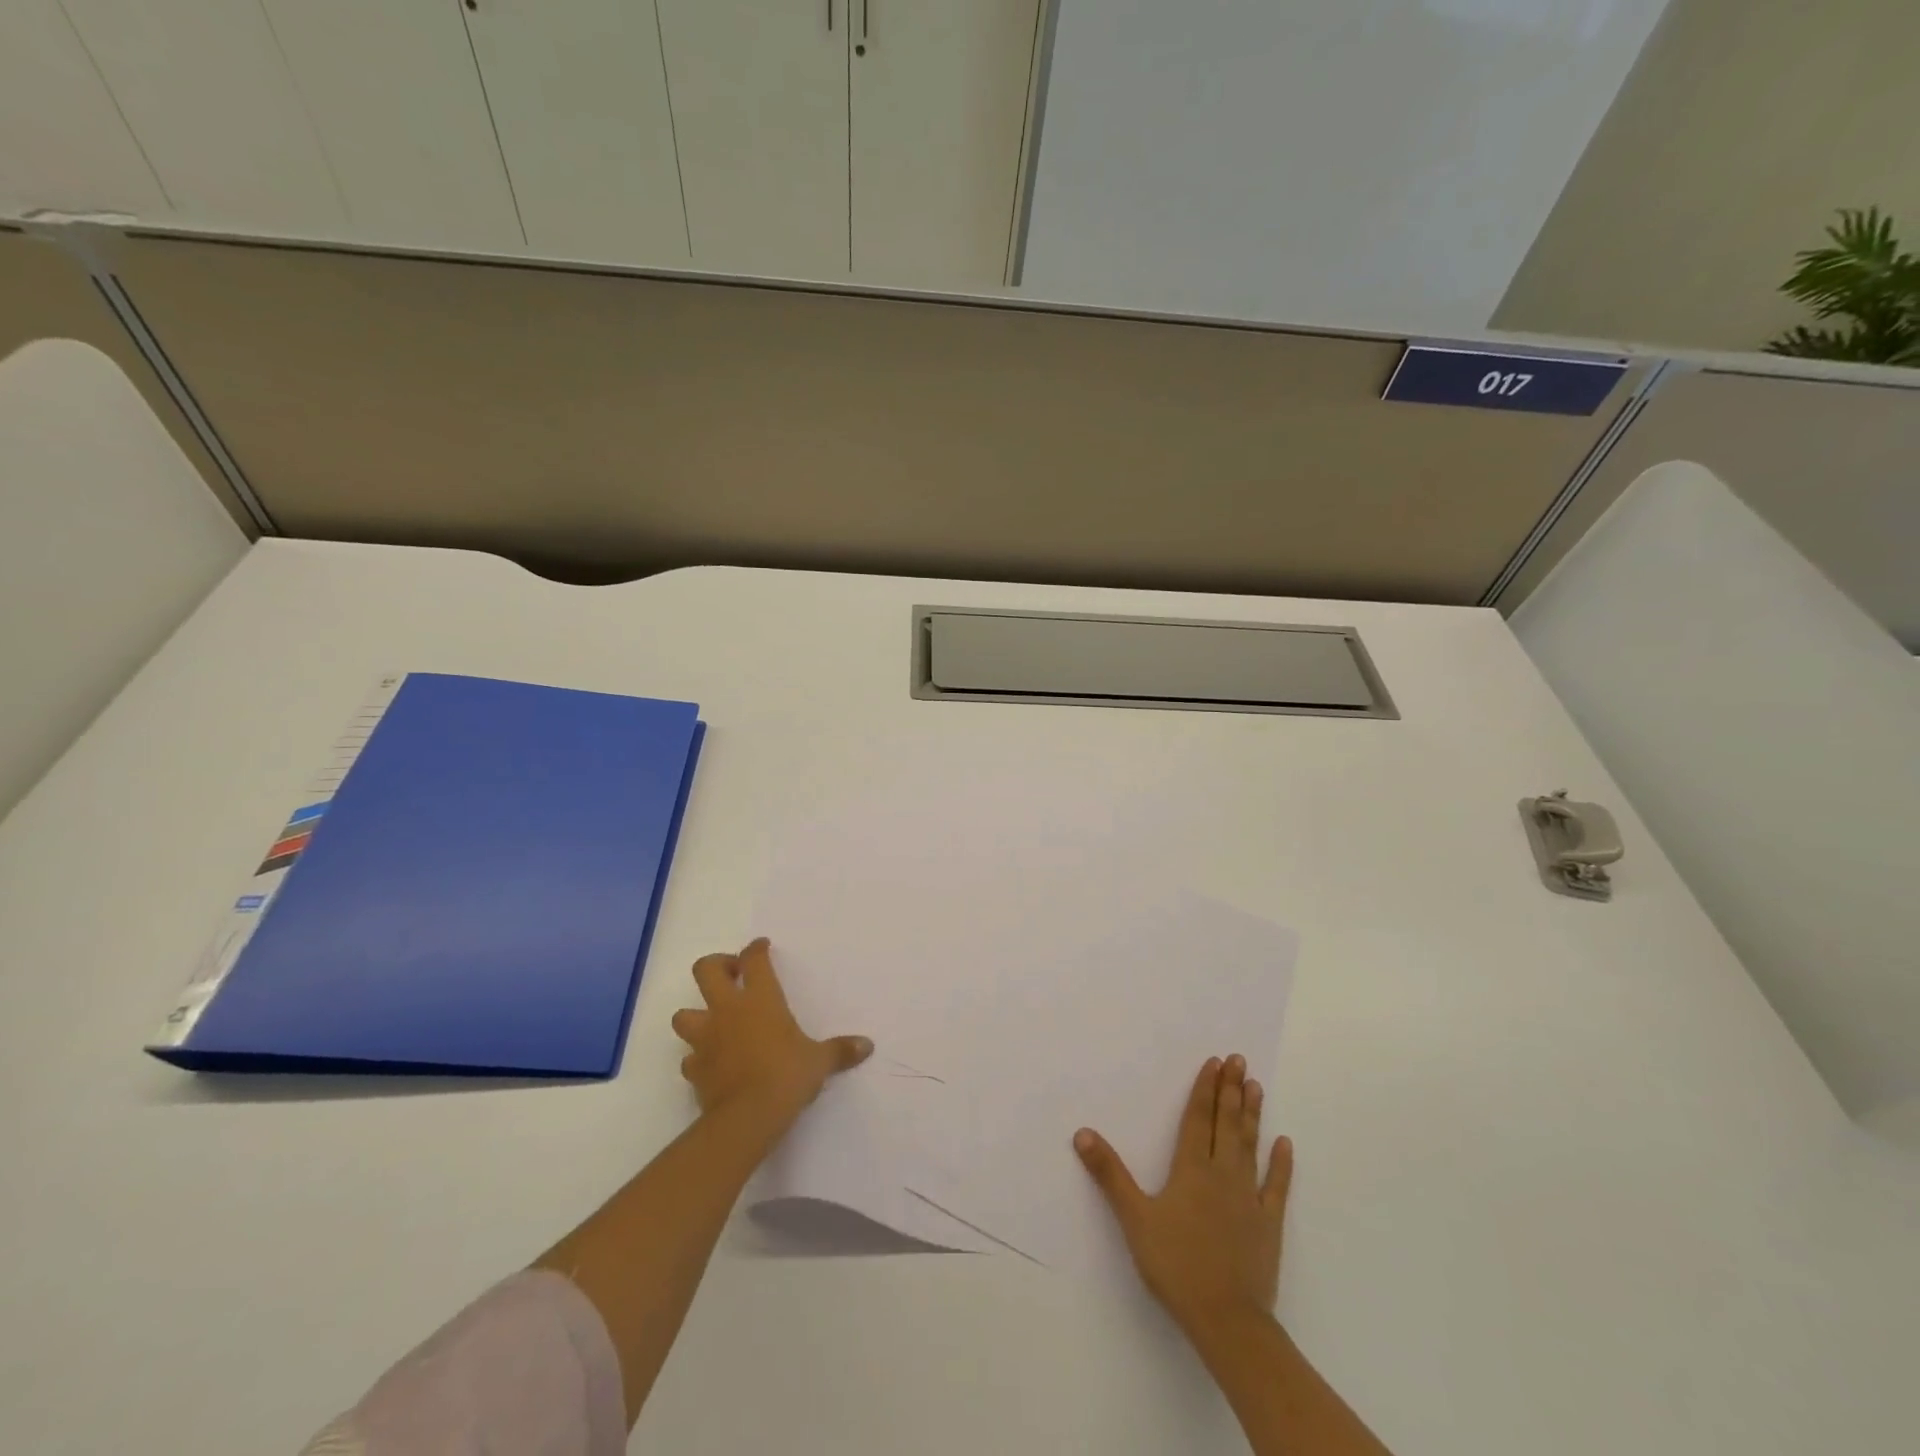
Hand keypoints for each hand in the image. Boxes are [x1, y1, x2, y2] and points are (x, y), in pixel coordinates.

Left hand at [670, 938, 872, 1125]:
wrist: (747, 1118)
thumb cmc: (786, 1076)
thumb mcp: (819, 1061)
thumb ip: (839, 1051)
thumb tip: (867, 1046)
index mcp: (760, 999)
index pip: (753, 960)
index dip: (756, 949)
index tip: (762, 946)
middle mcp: (727, 1010)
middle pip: (705, 970)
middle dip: (716, 965)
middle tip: (733, 974)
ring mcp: (705, 1039)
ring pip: (684, 1014)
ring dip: (696, 1014)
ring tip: (715, 1022)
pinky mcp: (694, 1069)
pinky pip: (690, 1056)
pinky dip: (698, 1056)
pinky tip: (712, 1062)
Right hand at [1074, 1054, 1291, 1337]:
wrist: (1227, 1320)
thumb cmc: (1176, 1265)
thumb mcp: (1134, 1218)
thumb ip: (1110, 1174)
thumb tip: (1082, 1133)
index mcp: (1192, 1169)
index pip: (1198, 1119)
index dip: (1205, 1089)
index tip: (1215, 1062)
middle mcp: (1223, 1174)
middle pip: (1227, 1124)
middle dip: (1231, 1090)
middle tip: (1239, 1060)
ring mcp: (1249, 1198)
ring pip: (1250, 1146)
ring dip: (1252, 1115)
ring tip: (1256, 1086)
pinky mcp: (1268, 1224)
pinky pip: (1277, 1187)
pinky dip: (1281, 1164)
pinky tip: (1284, 1143)